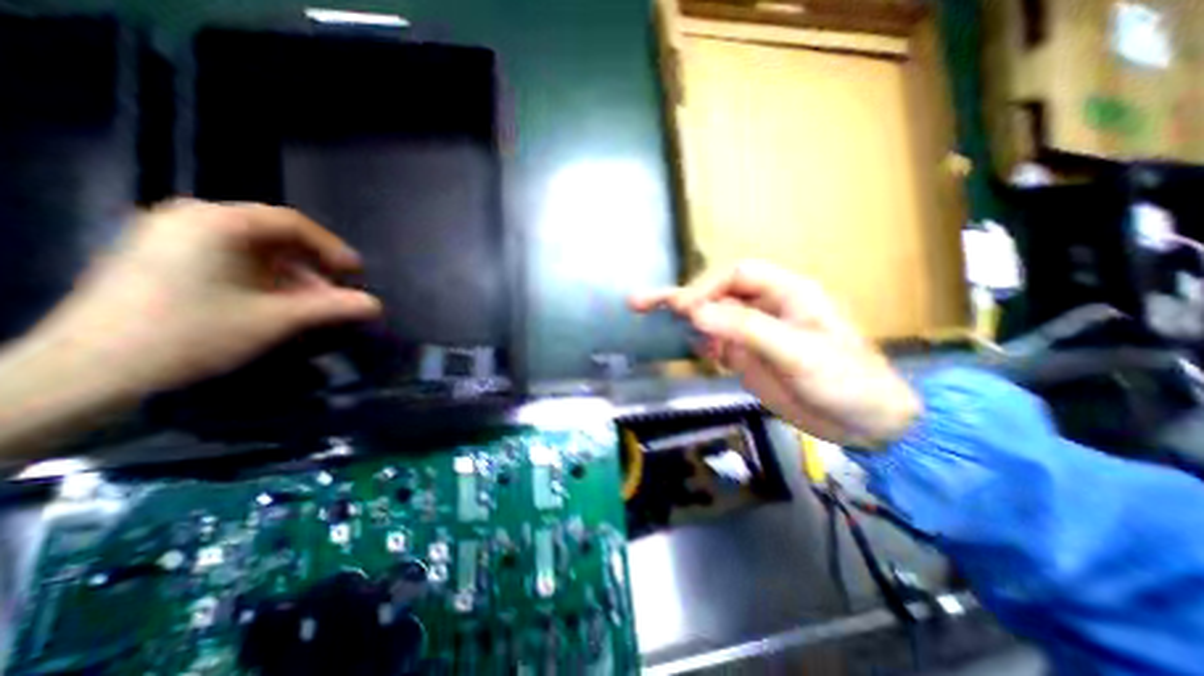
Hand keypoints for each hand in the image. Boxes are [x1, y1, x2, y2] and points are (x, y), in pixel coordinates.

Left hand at [32, 199, 378, 392]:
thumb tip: (377, 305)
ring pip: (253, 248)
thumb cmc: (193, 334)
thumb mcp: (276, 319)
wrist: (87, 371)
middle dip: (313, 264)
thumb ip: (333, 307)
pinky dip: (263, 277)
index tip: (355, 273)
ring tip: (310, 303)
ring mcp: (170, 236)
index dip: (333, 247)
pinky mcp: (159, 257)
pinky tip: (276, 302)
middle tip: (335, 291)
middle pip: (274, 234)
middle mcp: (192, 218)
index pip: (293, 223)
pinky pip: (229, 257)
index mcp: (217, 223)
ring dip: (291, 274)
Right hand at [633, 262, 918, 445]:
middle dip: (681, 297)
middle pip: (716, 293)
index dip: (706, 288)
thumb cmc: (844, 379)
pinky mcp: (747, 356)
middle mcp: (765, 307)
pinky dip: (698, 342)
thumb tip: (695, 313)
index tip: (683, 311)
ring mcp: (753, 333)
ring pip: (711, 317)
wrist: (865, 423)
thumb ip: (746, 330)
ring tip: (648, 317)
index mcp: (785, 293)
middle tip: (640, 303)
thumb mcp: (797, 352)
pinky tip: (687, 347)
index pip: (736, 276)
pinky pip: (715, 342)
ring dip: (684, 319)